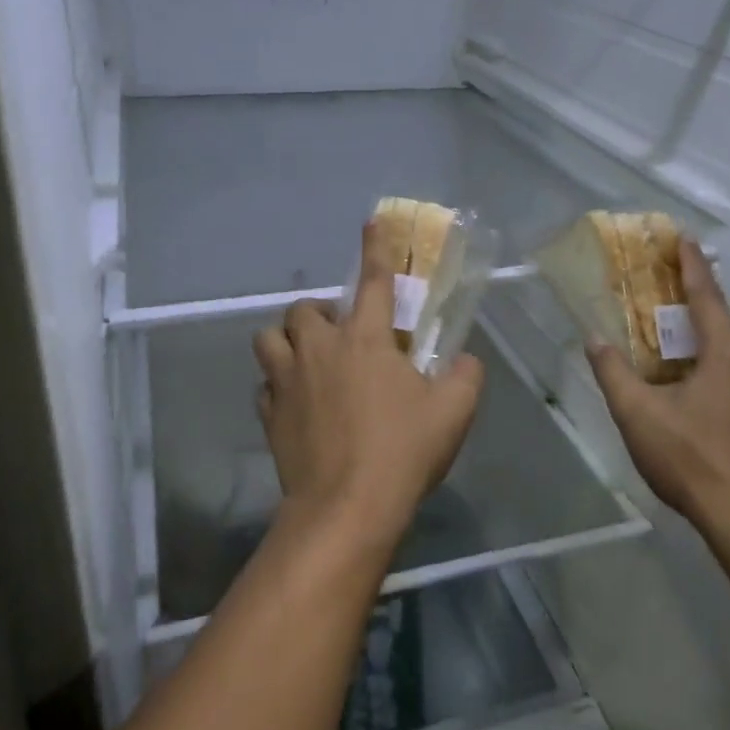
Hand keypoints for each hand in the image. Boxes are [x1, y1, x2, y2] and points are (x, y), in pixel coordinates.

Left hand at [253, 222, 484, 548]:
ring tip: (309, 360)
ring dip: (288, 341)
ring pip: (269, 338)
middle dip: (322, 313)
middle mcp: (320, 349)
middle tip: (343, 336)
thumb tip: (463, 360)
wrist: (346, 507)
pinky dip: (278, 385)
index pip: (374, 280)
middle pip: (305, 308)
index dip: (375, 247)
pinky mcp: (269, 414)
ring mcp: (287, 381)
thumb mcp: (453, 411)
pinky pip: (265, 385)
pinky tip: (296, 403)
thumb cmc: (402, 451)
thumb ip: (464, 375)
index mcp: (366, 339)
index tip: (371, 222)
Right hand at [587, 240, 729, 534]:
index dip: (694, 268)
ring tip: (723, 371)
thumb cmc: (692, 459)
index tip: (687, 240)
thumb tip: (594, 339)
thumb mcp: (637, 415)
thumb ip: (614, 373)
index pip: (708, 299)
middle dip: (725, 325)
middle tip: (694, 345)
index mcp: (726, 356)